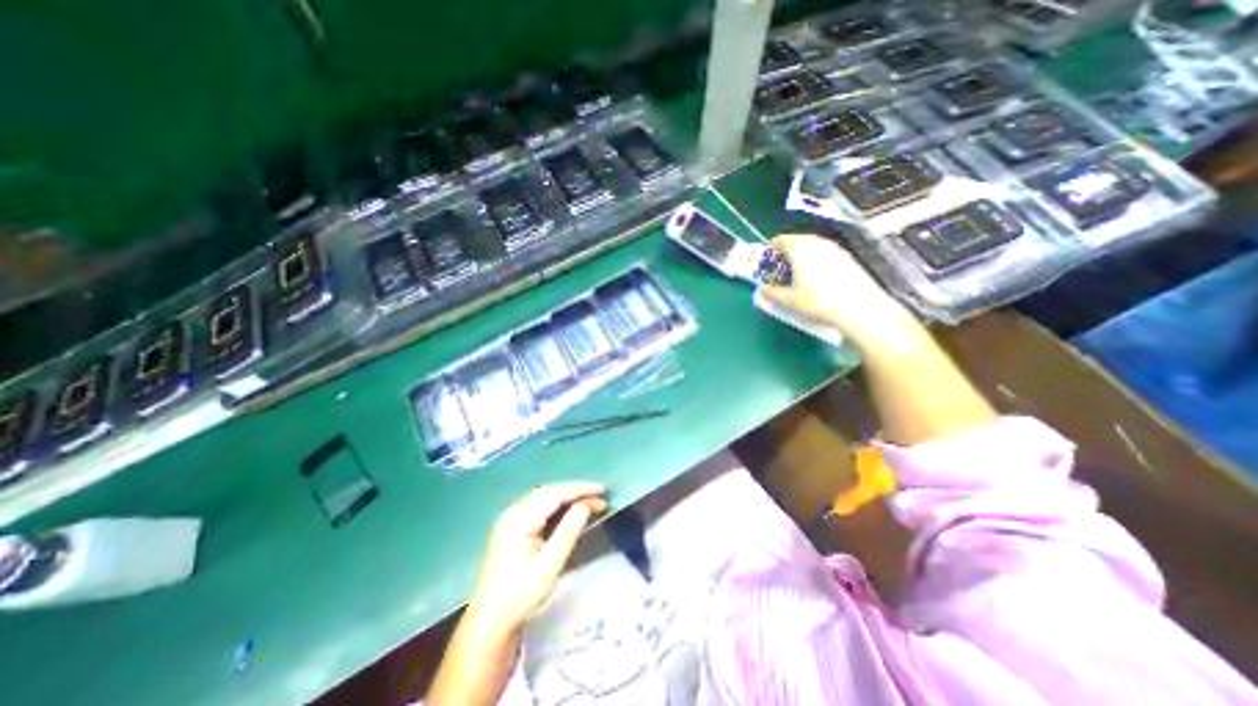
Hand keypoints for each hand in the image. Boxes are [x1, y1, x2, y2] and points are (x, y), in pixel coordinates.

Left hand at [469, 483, 611, 635]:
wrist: (488, 621)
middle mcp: (512, 512)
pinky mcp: (509, 526)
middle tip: (599, 497)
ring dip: (566, 496)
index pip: (554, 494)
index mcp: (519, 520)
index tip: (602, 490)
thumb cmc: (520, 596)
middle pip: (548, 491)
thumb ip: (567, 532)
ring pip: (542, 497)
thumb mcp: (549, 566)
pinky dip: (555, 503)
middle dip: (575, 491)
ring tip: (589, 502)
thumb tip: (585, 505)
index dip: (580, 489)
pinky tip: (567, 510)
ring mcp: (509, 518)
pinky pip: (536, 505)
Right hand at [761, 234, 921, 350]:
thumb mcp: (790, 301)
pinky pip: (827, 253)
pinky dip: (819, 259)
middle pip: (799, 240)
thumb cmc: (818, 301)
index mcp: (800, 249)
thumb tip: (761, 290)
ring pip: (815, 245)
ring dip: (804, 253)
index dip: (774, 247)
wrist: (858, 307)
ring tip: (799, 269)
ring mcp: (835, 249)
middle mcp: (817, 244)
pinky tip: (819, 275)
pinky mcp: (848, 258)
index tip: (770, 256)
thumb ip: (772, 293)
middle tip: (783, 263)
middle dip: (789, 249)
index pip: (783, 240)